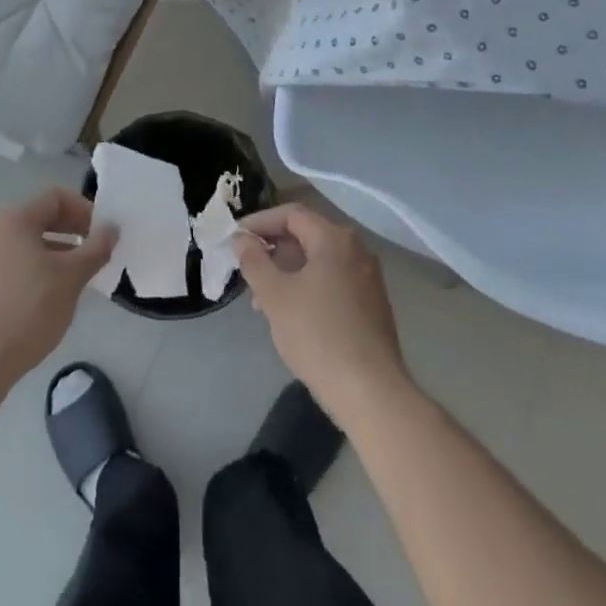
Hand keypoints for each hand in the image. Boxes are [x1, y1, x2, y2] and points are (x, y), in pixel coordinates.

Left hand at [0, 190, 116, 390]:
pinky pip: (13, 262)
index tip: (103, 234)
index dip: (85, 210)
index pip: (56, 197)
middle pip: (41, 217)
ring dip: (57, 251)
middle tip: (95, 253)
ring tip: (77, 277)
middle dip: (72, 231)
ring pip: (27, 242)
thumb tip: (112, 228)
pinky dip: (36, 268)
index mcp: (14, 219)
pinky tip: (49, 295)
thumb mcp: (72, 277)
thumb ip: (96, 247)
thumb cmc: (29, 311)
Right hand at [233, 204, 409, 424]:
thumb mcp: (275, 296)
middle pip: (306, 234)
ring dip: (286, 271)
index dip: (259, 222)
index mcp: (334, 239)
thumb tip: (242, 239)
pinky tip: (289, 314)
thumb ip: (254, 261)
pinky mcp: (371, 304)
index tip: (234, 238)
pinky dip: (306, 286)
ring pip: (318, 261)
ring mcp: (367, 277)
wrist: (370, 391)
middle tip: (244, 266)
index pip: (291, 214)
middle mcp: (356, 250)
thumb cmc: (317, 334)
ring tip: (260, 299)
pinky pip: (332, 281)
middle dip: (272, 248)